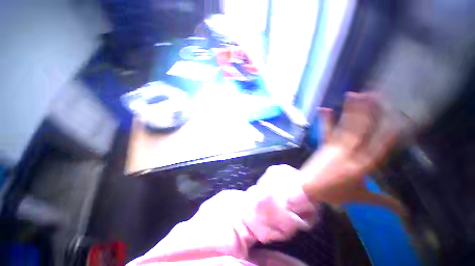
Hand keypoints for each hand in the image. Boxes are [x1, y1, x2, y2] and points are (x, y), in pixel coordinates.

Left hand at [301, 92, 405, 215]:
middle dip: (368, 112)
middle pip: (361, 130)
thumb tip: (405, 212)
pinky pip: (325, 131)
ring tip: (354, 95)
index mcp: (362, 167)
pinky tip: (324, 108)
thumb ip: (383, 201)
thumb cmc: (334, 194)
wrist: (308, 188)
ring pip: (345, 127)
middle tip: (374, 95)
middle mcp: (349, 153)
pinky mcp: (323, 146)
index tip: (398, 117)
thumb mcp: (361, 198)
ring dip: (350, 111)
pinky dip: (325, 120)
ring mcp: (334, 147)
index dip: (389, 132)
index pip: (379, 147)